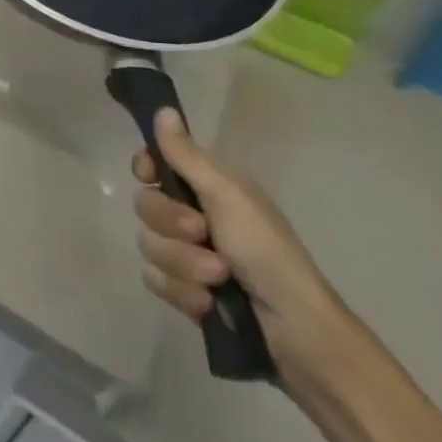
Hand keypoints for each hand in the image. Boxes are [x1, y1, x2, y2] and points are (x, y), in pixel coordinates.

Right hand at [131, 107, 355, 391]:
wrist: (296, 332)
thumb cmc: (268, 253)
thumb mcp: (228, 197)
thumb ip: (187, 157)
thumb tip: (163, 109)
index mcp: (208, 188)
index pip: (155, 164)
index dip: (147, 169)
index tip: (150, 176)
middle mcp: (193, 216)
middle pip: (146, 206)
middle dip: (172, 226)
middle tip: (203, 234)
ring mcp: (187, 255)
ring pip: (149, 245)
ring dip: (183, 264)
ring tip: (218, 280)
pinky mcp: (184, 291)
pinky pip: (155, 280)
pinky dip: (182, 293)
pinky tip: (209, 304)